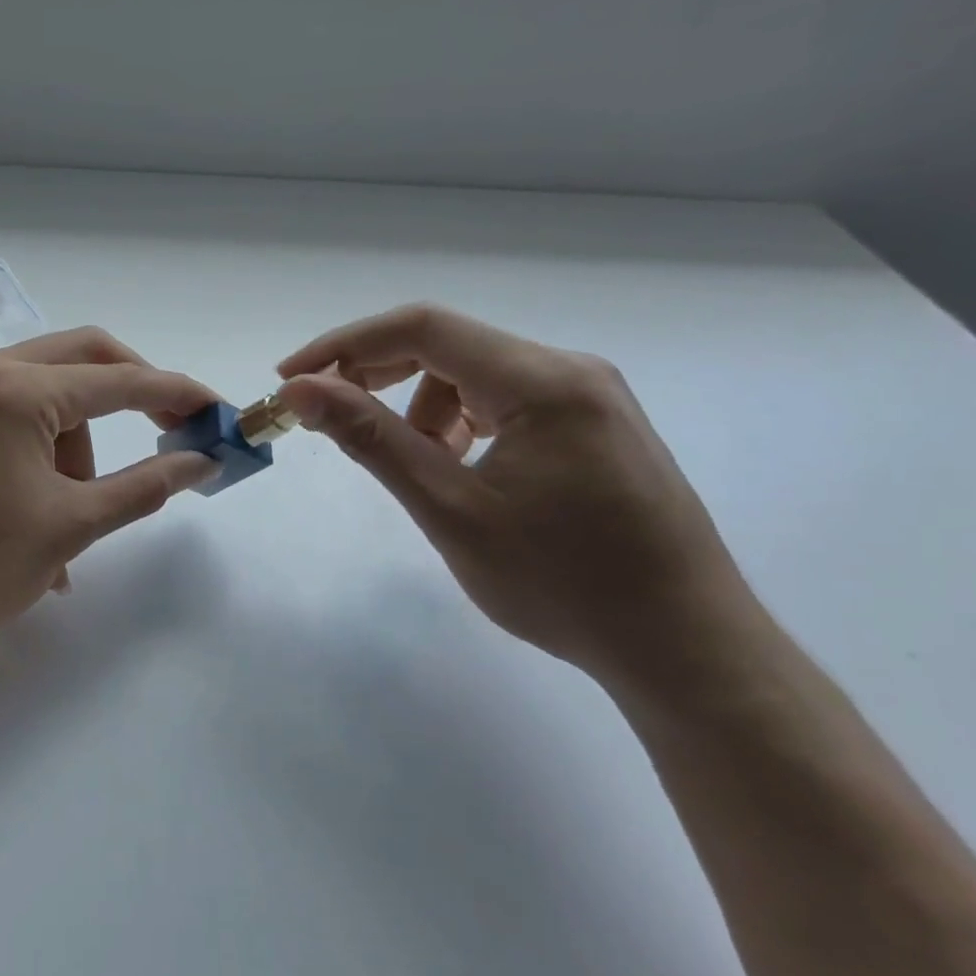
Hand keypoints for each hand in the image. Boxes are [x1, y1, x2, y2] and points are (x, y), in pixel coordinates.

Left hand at [0, 328, 220, 661]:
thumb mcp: (71, 526)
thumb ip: (145, 486)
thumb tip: (201, 462)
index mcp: (18, 389)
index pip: (119, 379)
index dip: (177, 394)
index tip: (218, 411)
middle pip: (84, 359)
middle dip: (133, 396)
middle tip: (169, 435)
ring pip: (49, 393)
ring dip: (80, 445)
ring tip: (75, 518)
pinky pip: (16, 415)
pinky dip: (46, 451)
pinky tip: (44, 514)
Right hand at [276, 304, 756, 688]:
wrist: (685, 647)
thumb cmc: (561, 583)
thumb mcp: (450, 509)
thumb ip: (371, 438)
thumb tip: (301, 389)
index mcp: (542, 380)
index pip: (422, 328)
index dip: (345, 345)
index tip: (290, 380)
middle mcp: (571, 370)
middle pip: (449, 344)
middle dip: (376, 374)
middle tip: (327, 417)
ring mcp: (590, 397)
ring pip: (475, 375)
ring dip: (421, 406)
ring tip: (416, 467)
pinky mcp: (595, 426)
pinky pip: (506, 401)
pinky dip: (461, 423)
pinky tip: (461, 469)